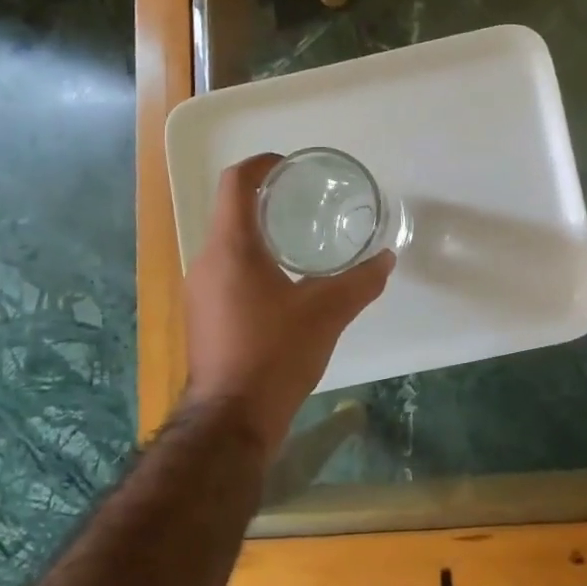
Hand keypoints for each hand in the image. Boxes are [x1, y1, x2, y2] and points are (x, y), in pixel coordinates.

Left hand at [180, 154, 392, 454]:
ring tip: (301, 239)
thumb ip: (361, 281)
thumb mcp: (328, 312)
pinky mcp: (203, 315)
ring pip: (228, 243)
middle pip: (231, 211)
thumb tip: (386, 259)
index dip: (261, 164)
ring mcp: (199, 291)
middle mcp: (207, 262)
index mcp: (231, 248)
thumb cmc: (276, 353)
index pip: (235, 183)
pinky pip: (226, 271)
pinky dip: (253, 261)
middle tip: (307, 201)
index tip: (290, 165)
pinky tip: (284, 283)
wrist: (230, 421)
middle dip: (268, 199)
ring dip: (260, 232)